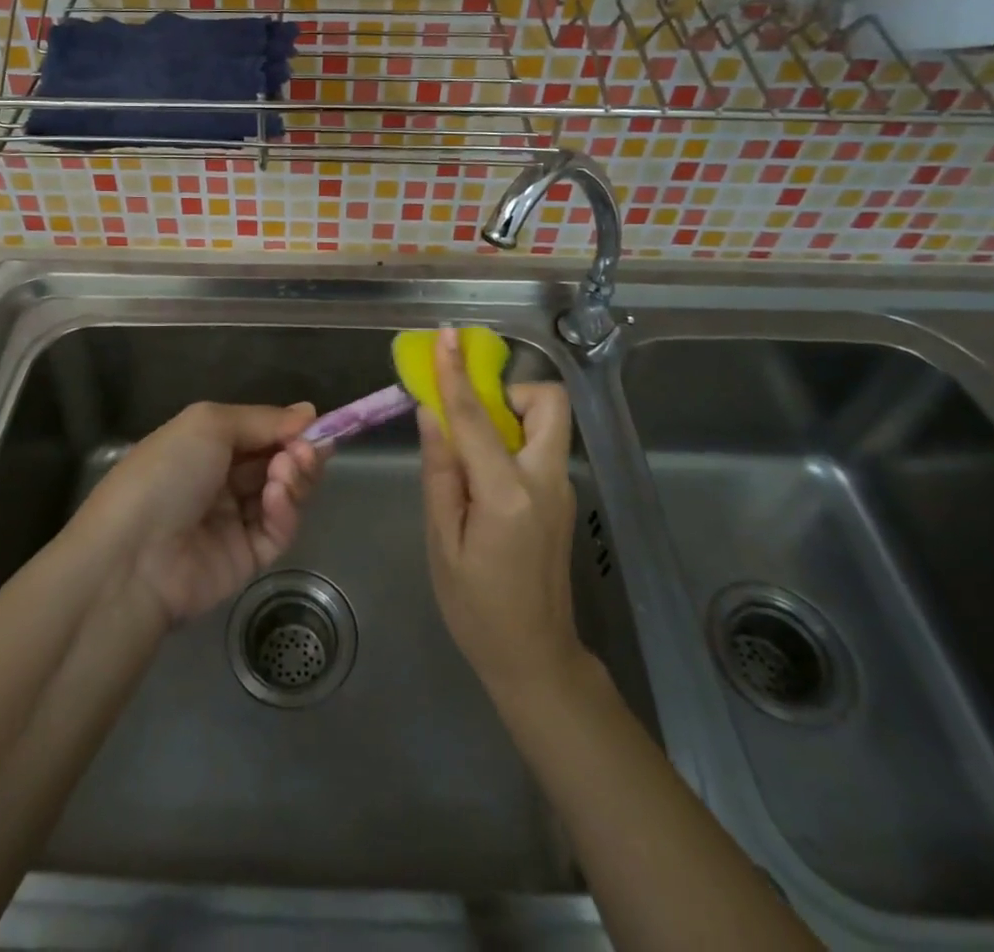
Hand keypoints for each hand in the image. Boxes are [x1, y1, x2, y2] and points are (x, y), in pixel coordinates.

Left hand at [83, 402, 326, 625]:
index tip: (318, 424)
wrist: (133, 558)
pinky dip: (284, 510)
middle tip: (308, 449)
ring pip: (283, 494)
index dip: (288, 428)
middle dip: (297, 451)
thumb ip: (262, 419)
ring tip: (289, 470)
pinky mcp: (246, 559)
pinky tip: (277, 497)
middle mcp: (220, 481)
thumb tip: (308, 412)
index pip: (259, 432)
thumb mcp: (209, 424)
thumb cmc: (166, 474)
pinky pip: (277, 530)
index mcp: (204, 447)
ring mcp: (233, 521)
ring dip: (293, 477)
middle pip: (276, 462)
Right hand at [419, 325, 585, 695]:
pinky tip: (480, 477)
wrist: (535, 658)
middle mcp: (545, 480)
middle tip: (470, 413)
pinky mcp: (561, 498)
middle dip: (509, 390)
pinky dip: (510, 440)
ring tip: (467, 450)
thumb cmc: (476, 606)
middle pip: (547, 402)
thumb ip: (440, 471)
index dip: (457, 373)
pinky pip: (539, 447)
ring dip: (509, 415)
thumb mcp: (442, 541)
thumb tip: (432, 413)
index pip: (478, 417)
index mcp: (508, 493)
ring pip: (546, 423)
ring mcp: (561, 488)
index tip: (447, 336)